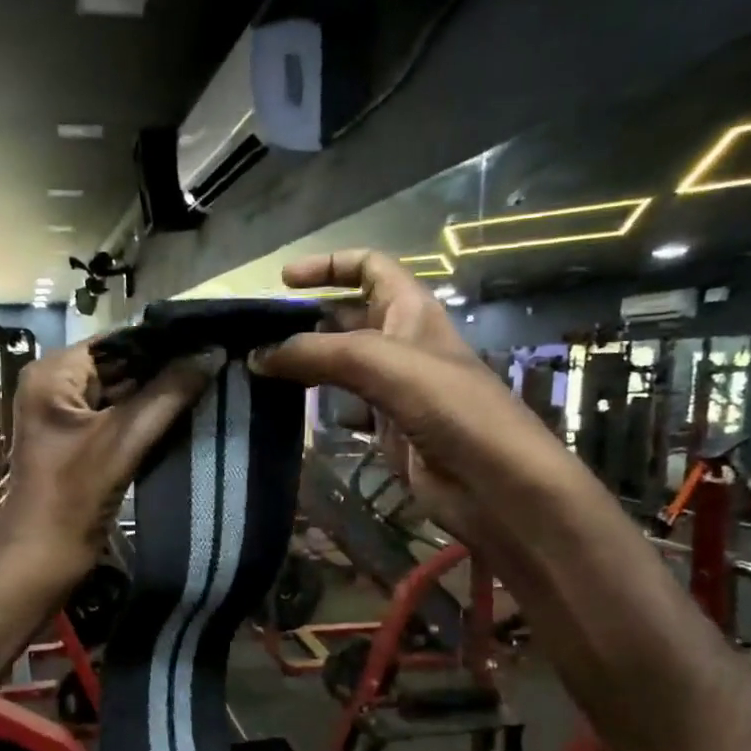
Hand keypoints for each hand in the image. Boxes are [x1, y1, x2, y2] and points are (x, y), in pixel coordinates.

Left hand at [0, 340, 220, 588]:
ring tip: (213, 382)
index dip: (163, 341)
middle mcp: (57, 385)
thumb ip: (168, 394)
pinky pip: (122, 418)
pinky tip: (189, 412)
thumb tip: (212, 352)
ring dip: (163, 394)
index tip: (212, 338)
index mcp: (53, 373)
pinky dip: (151, 417)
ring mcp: (70, 416)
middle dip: (166, 368)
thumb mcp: (122, 440)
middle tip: (219, 362)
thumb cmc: (72, 497)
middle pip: (122, 365)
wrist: (40, 560)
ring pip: (125, 393)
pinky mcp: (83, 442)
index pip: (117, 341)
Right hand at [249, 251, 560, 546]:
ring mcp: (394, 389)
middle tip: (255, 336)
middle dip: (305, 320)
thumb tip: (259, 355)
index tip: (283, 281)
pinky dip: (315, 405)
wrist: (495, 486)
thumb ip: (320, 353)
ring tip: (258, 371)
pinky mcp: (386, 429)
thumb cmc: (452, 410)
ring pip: (339, 364)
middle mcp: (402, 343)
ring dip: (304, 364)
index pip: (369, 268)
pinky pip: (343, 406)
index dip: (329, 265)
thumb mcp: (385, 365)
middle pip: (346, 318)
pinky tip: (286, 409)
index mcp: (412, 311)